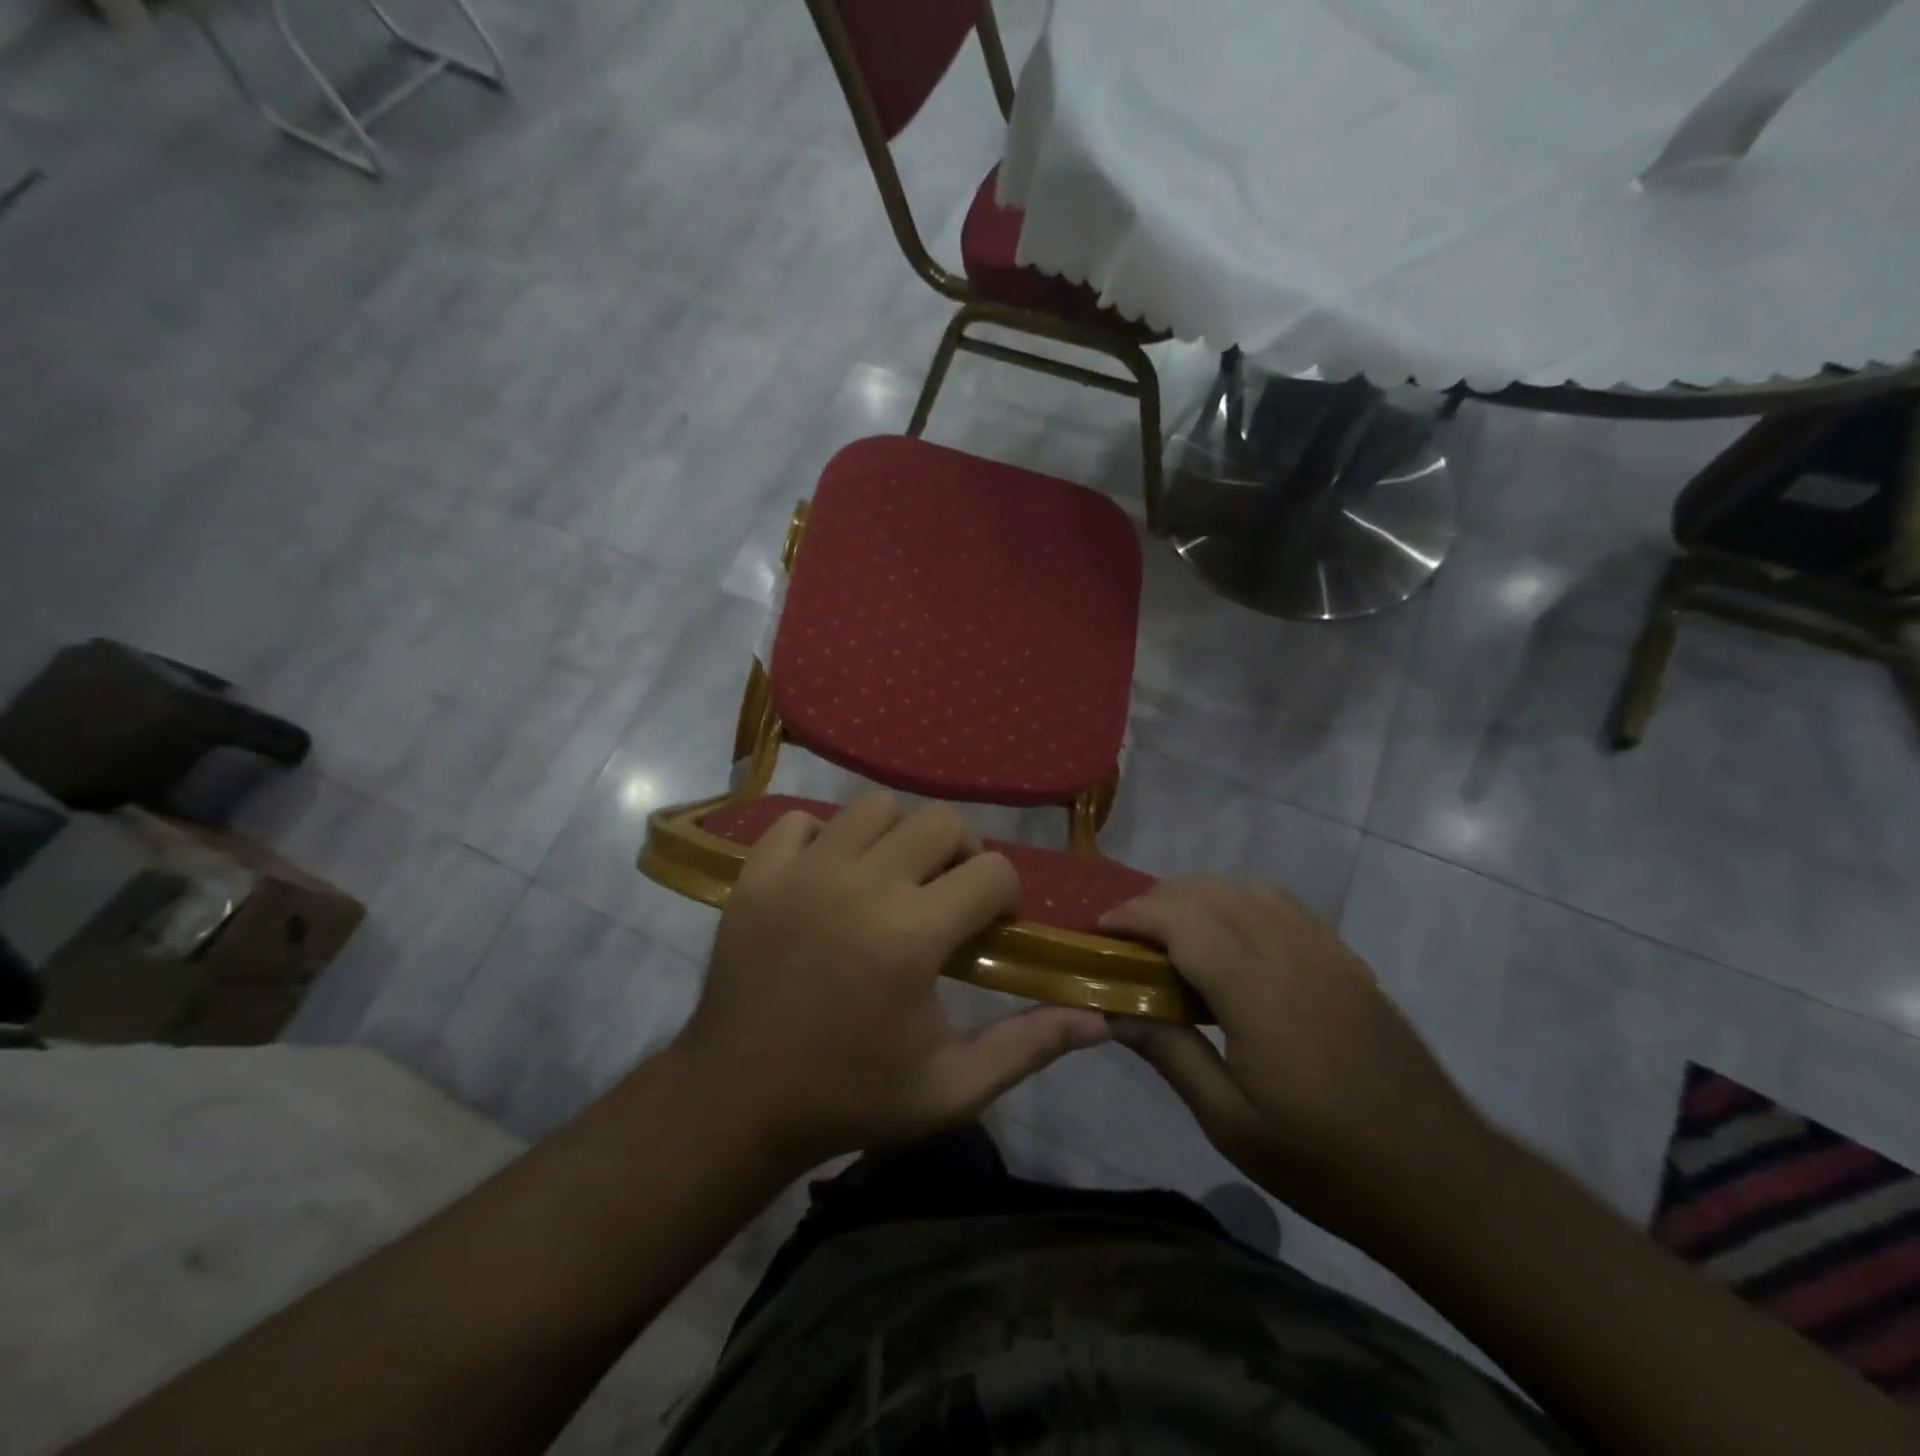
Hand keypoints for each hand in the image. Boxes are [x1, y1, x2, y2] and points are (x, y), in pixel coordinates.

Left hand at [674, 792, 1108, 1169]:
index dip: (1004, 897)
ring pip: (873, 807)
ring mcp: (803, 872)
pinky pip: (801, 822)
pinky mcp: (757, 874)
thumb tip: (1099, 1020)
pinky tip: (827, 879)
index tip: (987, 928)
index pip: (993, 871)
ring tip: (889, 881)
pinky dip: (823, 840)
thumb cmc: (851, 1096)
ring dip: (896, 838)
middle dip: (960, 854)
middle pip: (940, 821)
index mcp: (913, 935)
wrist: (739, 1102)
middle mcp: (862, 884)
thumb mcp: (951, 1089)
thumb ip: (1027, 1047)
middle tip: (946, 896)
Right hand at [1101, 878, 1494, 1237]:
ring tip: (1171, 930)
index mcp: (1257, 992)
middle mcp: (1291, 953)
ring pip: (1249, 889)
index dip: (1134, 915)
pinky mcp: (1347, 961)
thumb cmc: (1324, 1162)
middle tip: (1126, 935)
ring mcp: (1326, 952)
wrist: (1440, 1180)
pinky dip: (1241, 902)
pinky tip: (1230, 936)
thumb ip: (1169, 1053)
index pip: (1182, 922)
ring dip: (1200, 895)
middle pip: (1211, 893)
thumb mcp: (1230, 1123)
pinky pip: (1283, 906)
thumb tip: (1112, 1009)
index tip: (1099, 930)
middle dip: (1158, 900)